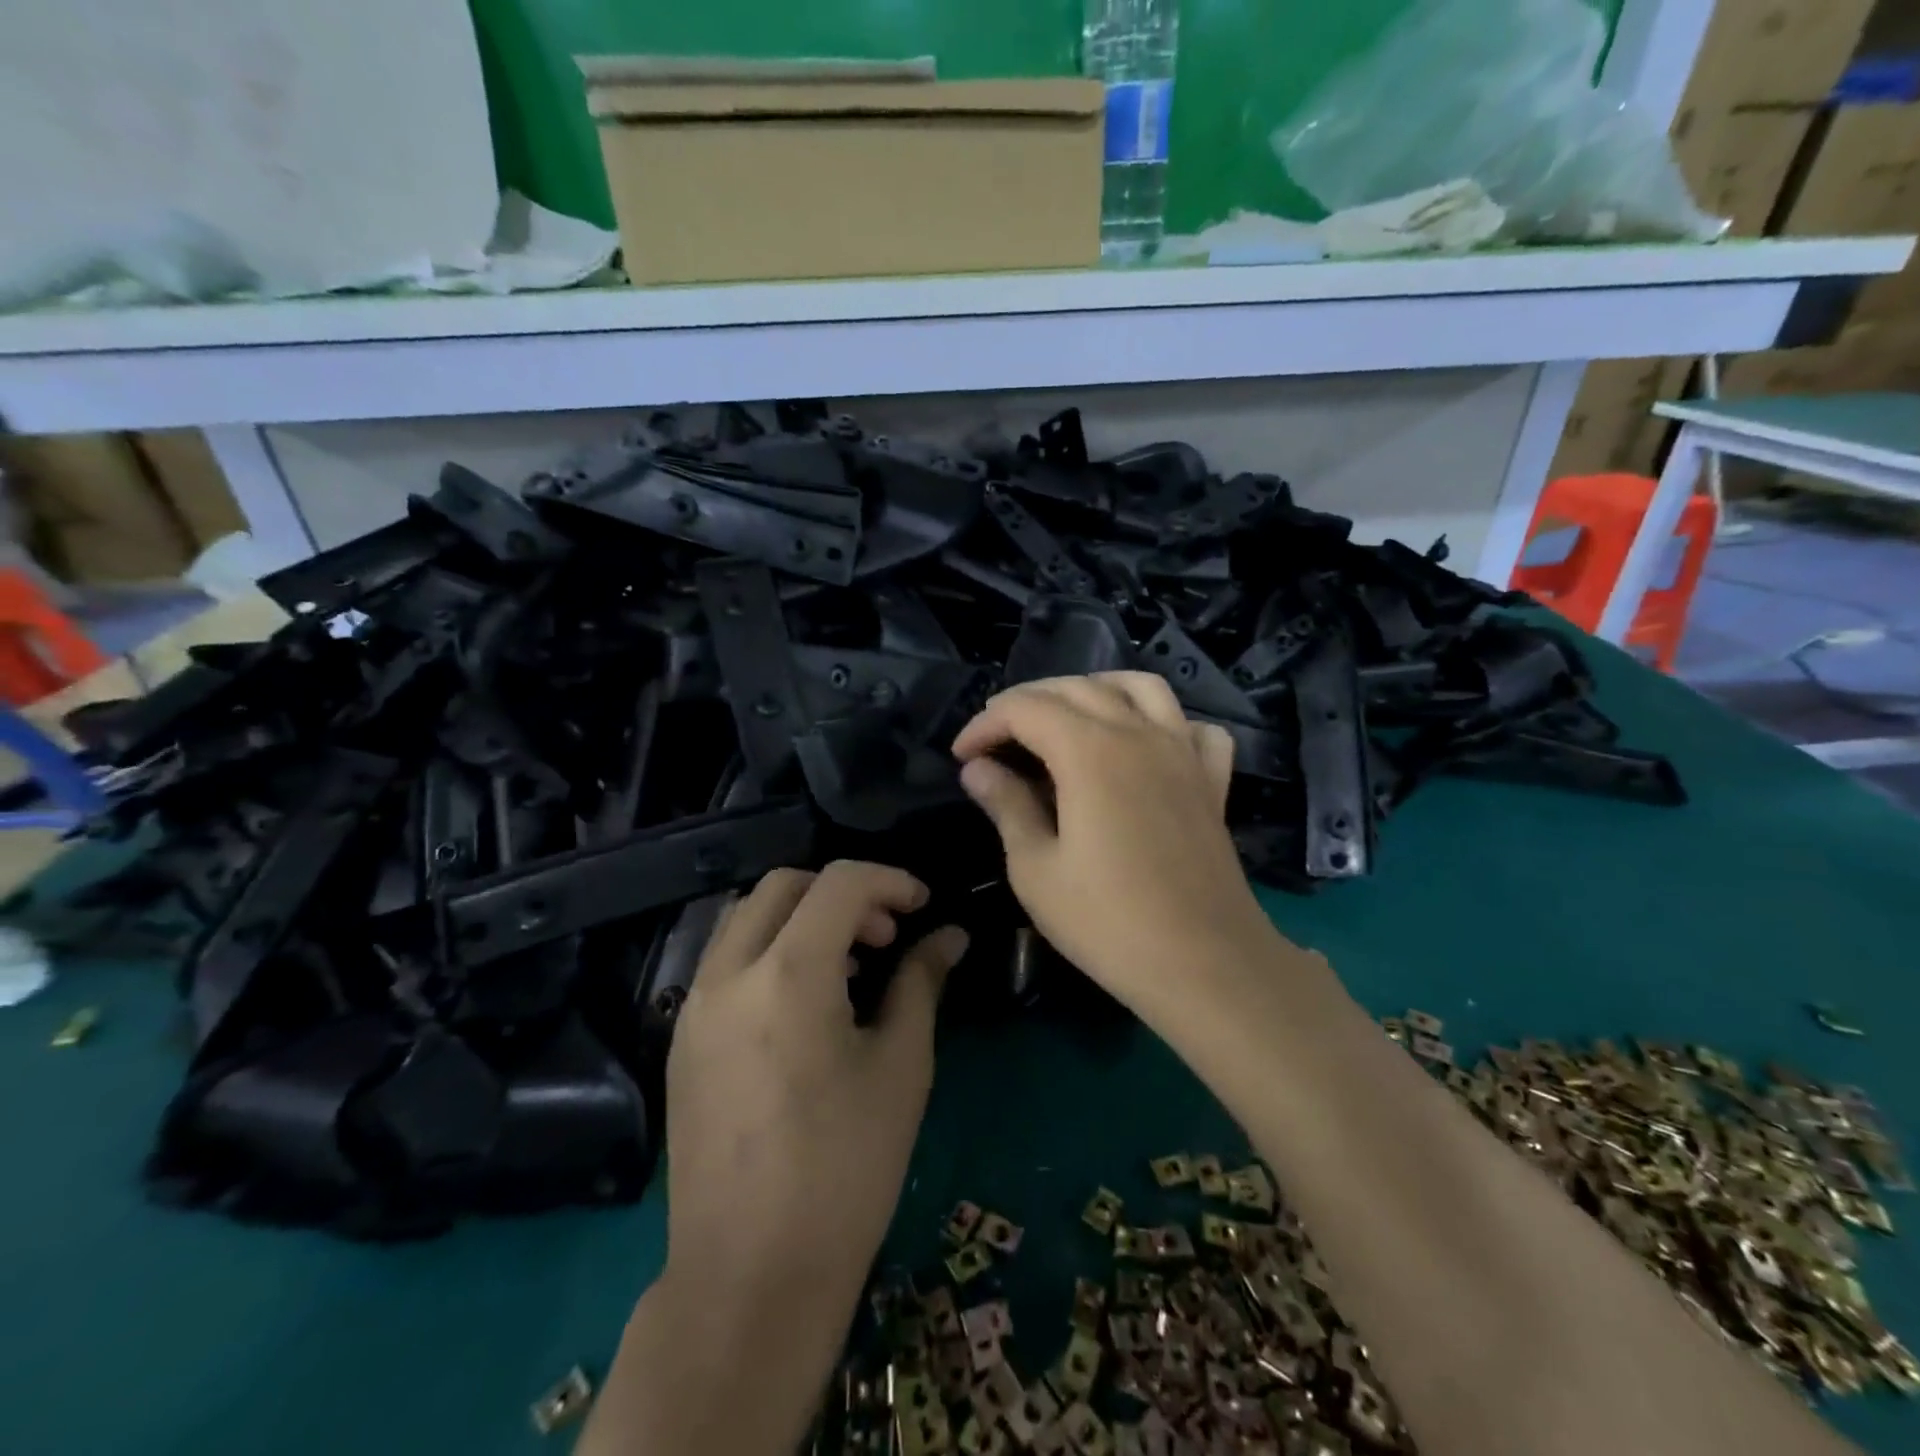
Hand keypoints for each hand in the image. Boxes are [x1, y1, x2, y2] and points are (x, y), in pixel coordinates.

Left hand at [661, 861, 967, 1321]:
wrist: (751, 1276)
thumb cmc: (845, 1168)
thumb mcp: (901, 1066)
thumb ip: (921, 982)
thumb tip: (949, 936)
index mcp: (788, 975)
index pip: (839, 883)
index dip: (889, 880)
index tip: (924, 906)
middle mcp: (729, 974)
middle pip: (782, 885)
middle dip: (842, 892)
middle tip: (884, 934)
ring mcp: (694, 1006)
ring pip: (746, 917)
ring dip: (802, 917)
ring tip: (848, 967)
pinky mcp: (681, 1038)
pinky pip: (726, 960)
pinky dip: (771, 950)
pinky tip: (805, 1004)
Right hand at [951, 672, 1273, 1020]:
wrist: (1205, 965)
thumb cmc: (1108, 922)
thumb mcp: (1035, 869)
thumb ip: (1006, 806)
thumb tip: (978, 769)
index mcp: (1090, 751)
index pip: (1025, 708)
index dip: (984, 724)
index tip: (962, 756)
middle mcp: (1139, 734)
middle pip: (1076, 687)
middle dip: (1027, 702)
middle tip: (997, 739)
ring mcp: (1183, 752)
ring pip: (1138, 687)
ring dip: (1093, 691)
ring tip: (1066, 721)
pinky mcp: (1211, 780)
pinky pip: (1193, 727)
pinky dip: (1164, 722)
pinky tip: (1145, 746)